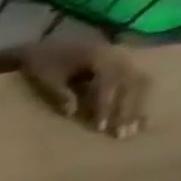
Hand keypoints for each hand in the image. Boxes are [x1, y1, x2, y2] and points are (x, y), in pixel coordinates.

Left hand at [20, 39, 147, 137]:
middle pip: (131, 86)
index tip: (100, 126)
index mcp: (100, 57)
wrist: (42, 47)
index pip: (108, 85)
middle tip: (121, 134)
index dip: (105, 106)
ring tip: (134, 129)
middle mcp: (120, 57)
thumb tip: (71, 113)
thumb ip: (59, 94)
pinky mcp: (123, 66)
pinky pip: (138, 84)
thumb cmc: (40, 63)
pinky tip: (139, 118)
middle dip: (127, 111)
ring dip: (137, 107)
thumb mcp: (45, 78)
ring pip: (139, 86)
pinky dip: (138, 100)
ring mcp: (124, 60)